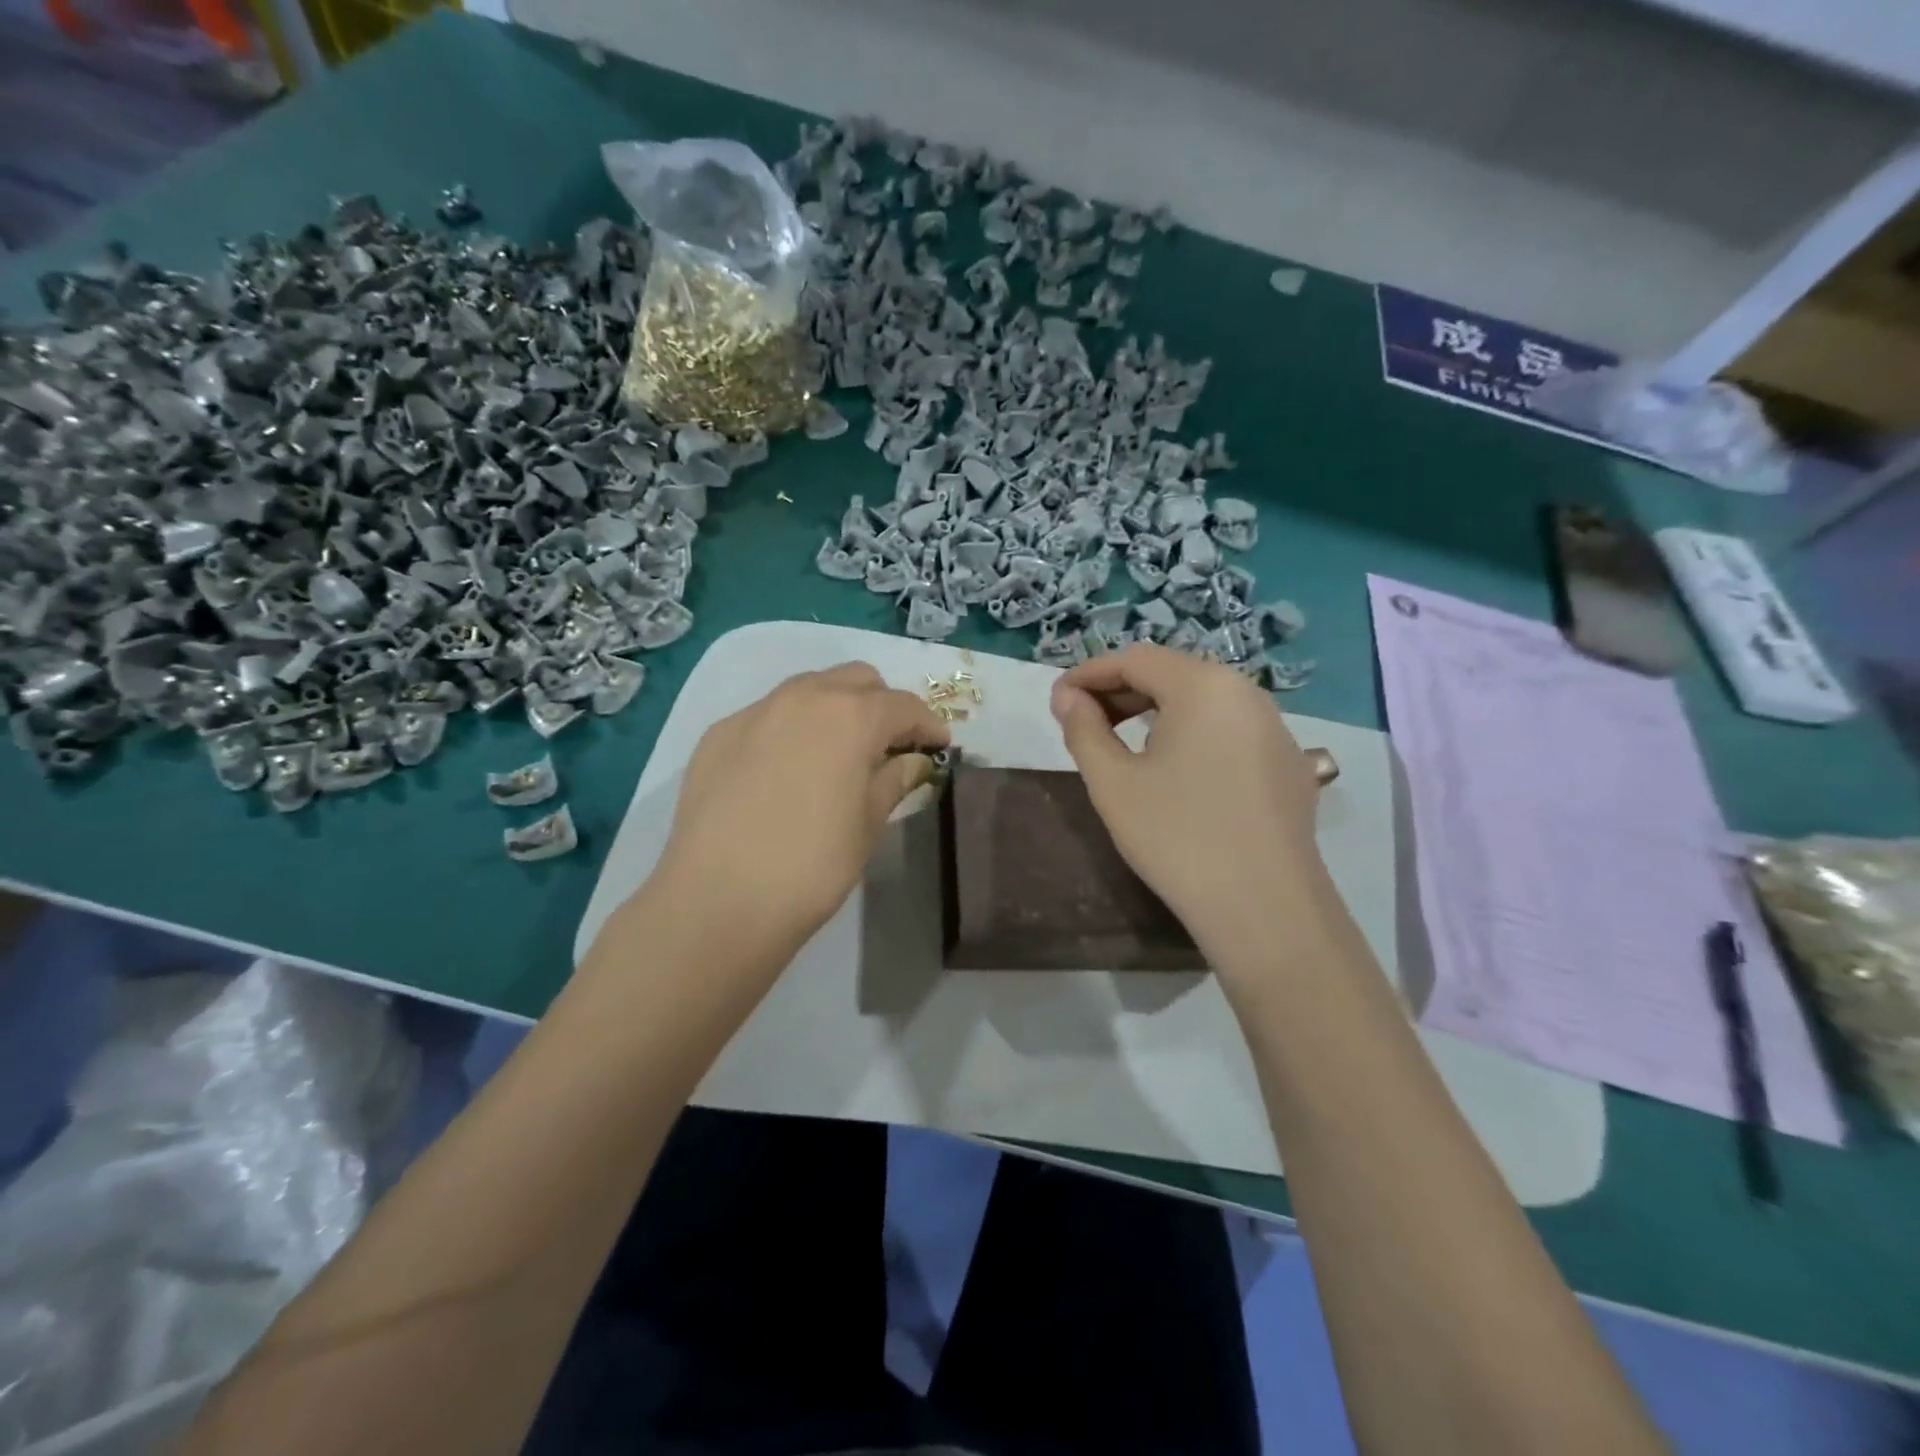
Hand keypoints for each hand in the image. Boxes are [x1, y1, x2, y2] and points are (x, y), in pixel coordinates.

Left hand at [649, 662, 949, 954]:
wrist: (717, 900)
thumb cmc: (811, 866)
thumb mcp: (868, 824)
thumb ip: (893, 780)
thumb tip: (911, 761)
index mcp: (850, 716)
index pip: (903, 706)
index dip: (928, 725)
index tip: (939, 747)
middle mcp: (803, 697)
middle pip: (856, 680)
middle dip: (882, 705)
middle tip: (890, 746)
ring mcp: (756, 711)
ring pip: (809, 688)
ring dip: (836, 708)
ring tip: (840, 751)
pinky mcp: (719, 733)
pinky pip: (769, 714)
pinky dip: (792, 727)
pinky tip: (788, 768)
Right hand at [1050, 644, 1324, 943]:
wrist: (1264, 909)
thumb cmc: (1177, 838)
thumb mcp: (1113, 782)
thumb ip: (1083, 729)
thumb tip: (1067, 697)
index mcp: (1204, 686)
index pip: (1135, 659)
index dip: (1089, 674)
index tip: (1056, 701)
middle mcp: (1246, 693)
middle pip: (1172, 674)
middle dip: (1121, 691)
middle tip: (1081, 721)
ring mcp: (1275, 728)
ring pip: (1203, 701)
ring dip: (1155, 711)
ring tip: (1120, 740)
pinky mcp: (1288, 763)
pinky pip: (1229, 729)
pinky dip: (1191, 733)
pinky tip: (1174, 769)